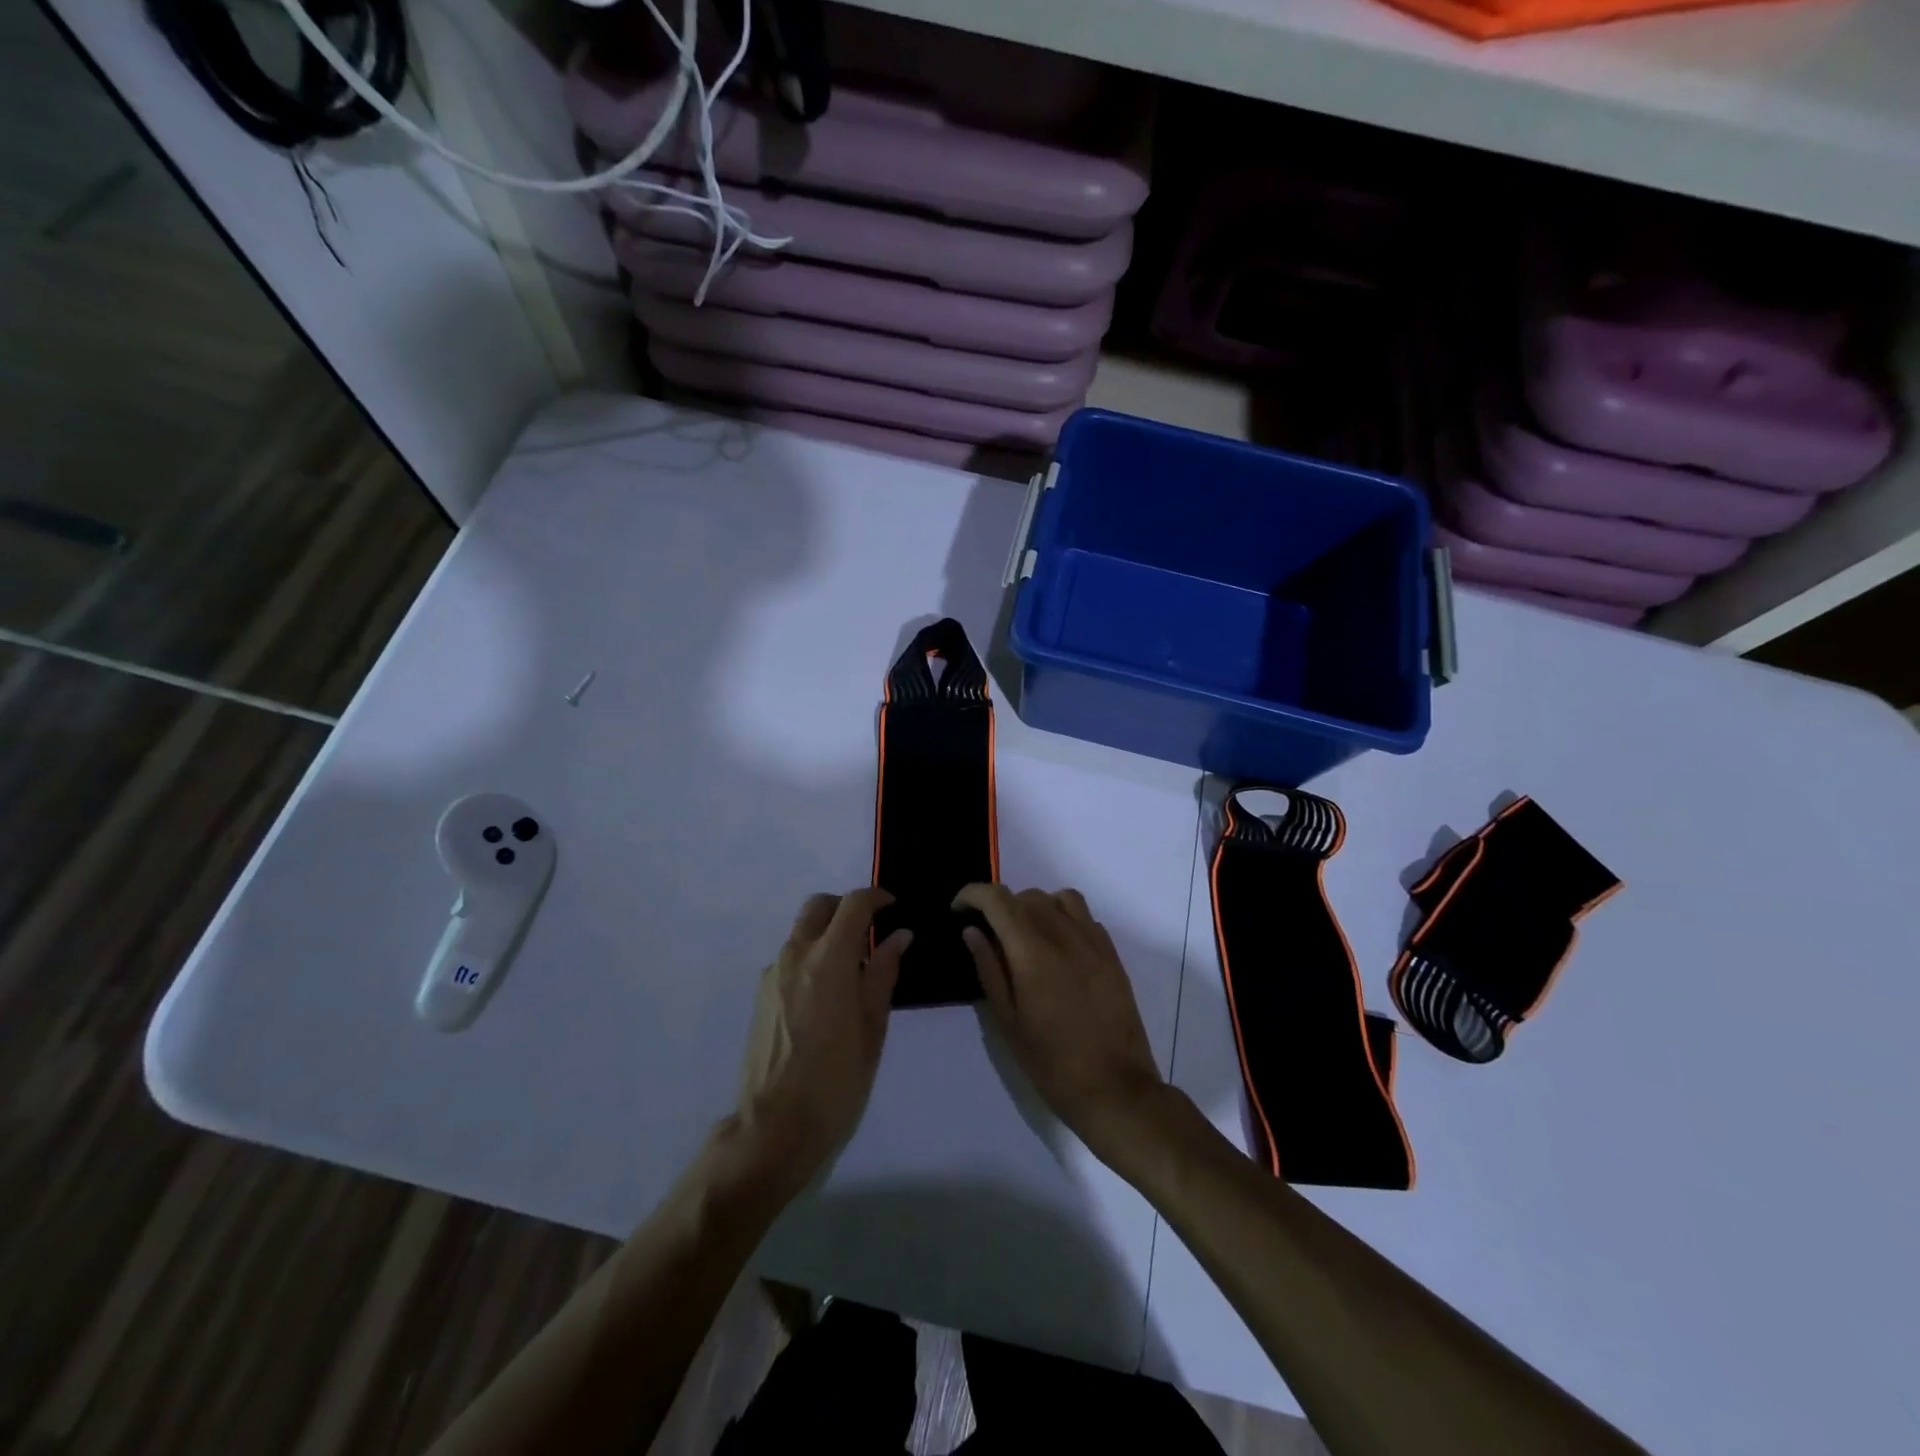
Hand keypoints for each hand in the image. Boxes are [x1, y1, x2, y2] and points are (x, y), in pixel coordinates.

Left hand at [735, 889, 909, 1193]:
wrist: (774, 1127)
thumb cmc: (836, 1079)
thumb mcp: (873, 1027)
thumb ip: (884, 973)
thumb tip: (899, 936)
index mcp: (829, 959)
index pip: (853, 904)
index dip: (877, 898)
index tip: (893, 907)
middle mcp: (796, 955)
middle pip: (819, 906)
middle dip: (846, 908)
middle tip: (870, 931)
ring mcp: (773, 974)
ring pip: (802, 932)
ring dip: (827, 933)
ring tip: (852, 969)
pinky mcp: (760, 995)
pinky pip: (790, 958)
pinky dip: (811, 957)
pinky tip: (826, 996)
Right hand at [954, 884, 1166, 1160]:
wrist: (1115, 1089)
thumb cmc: (1052, 1064)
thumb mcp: (1008, 1022)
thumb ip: (989, 969)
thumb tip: (972, 931)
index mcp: (1032, 952)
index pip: (997, 899)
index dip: (972, 894)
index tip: (958, 909)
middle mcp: (1063, 936)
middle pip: (1027, 896)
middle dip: (1001, 906)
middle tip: (989, 934)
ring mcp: (1093, 942)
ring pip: (1059, 898)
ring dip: (1036, 906)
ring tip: (1026, 935)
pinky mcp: (1112, 954)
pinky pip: (1084, 917)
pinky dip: (1064, 918)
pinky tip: (1058, 948)